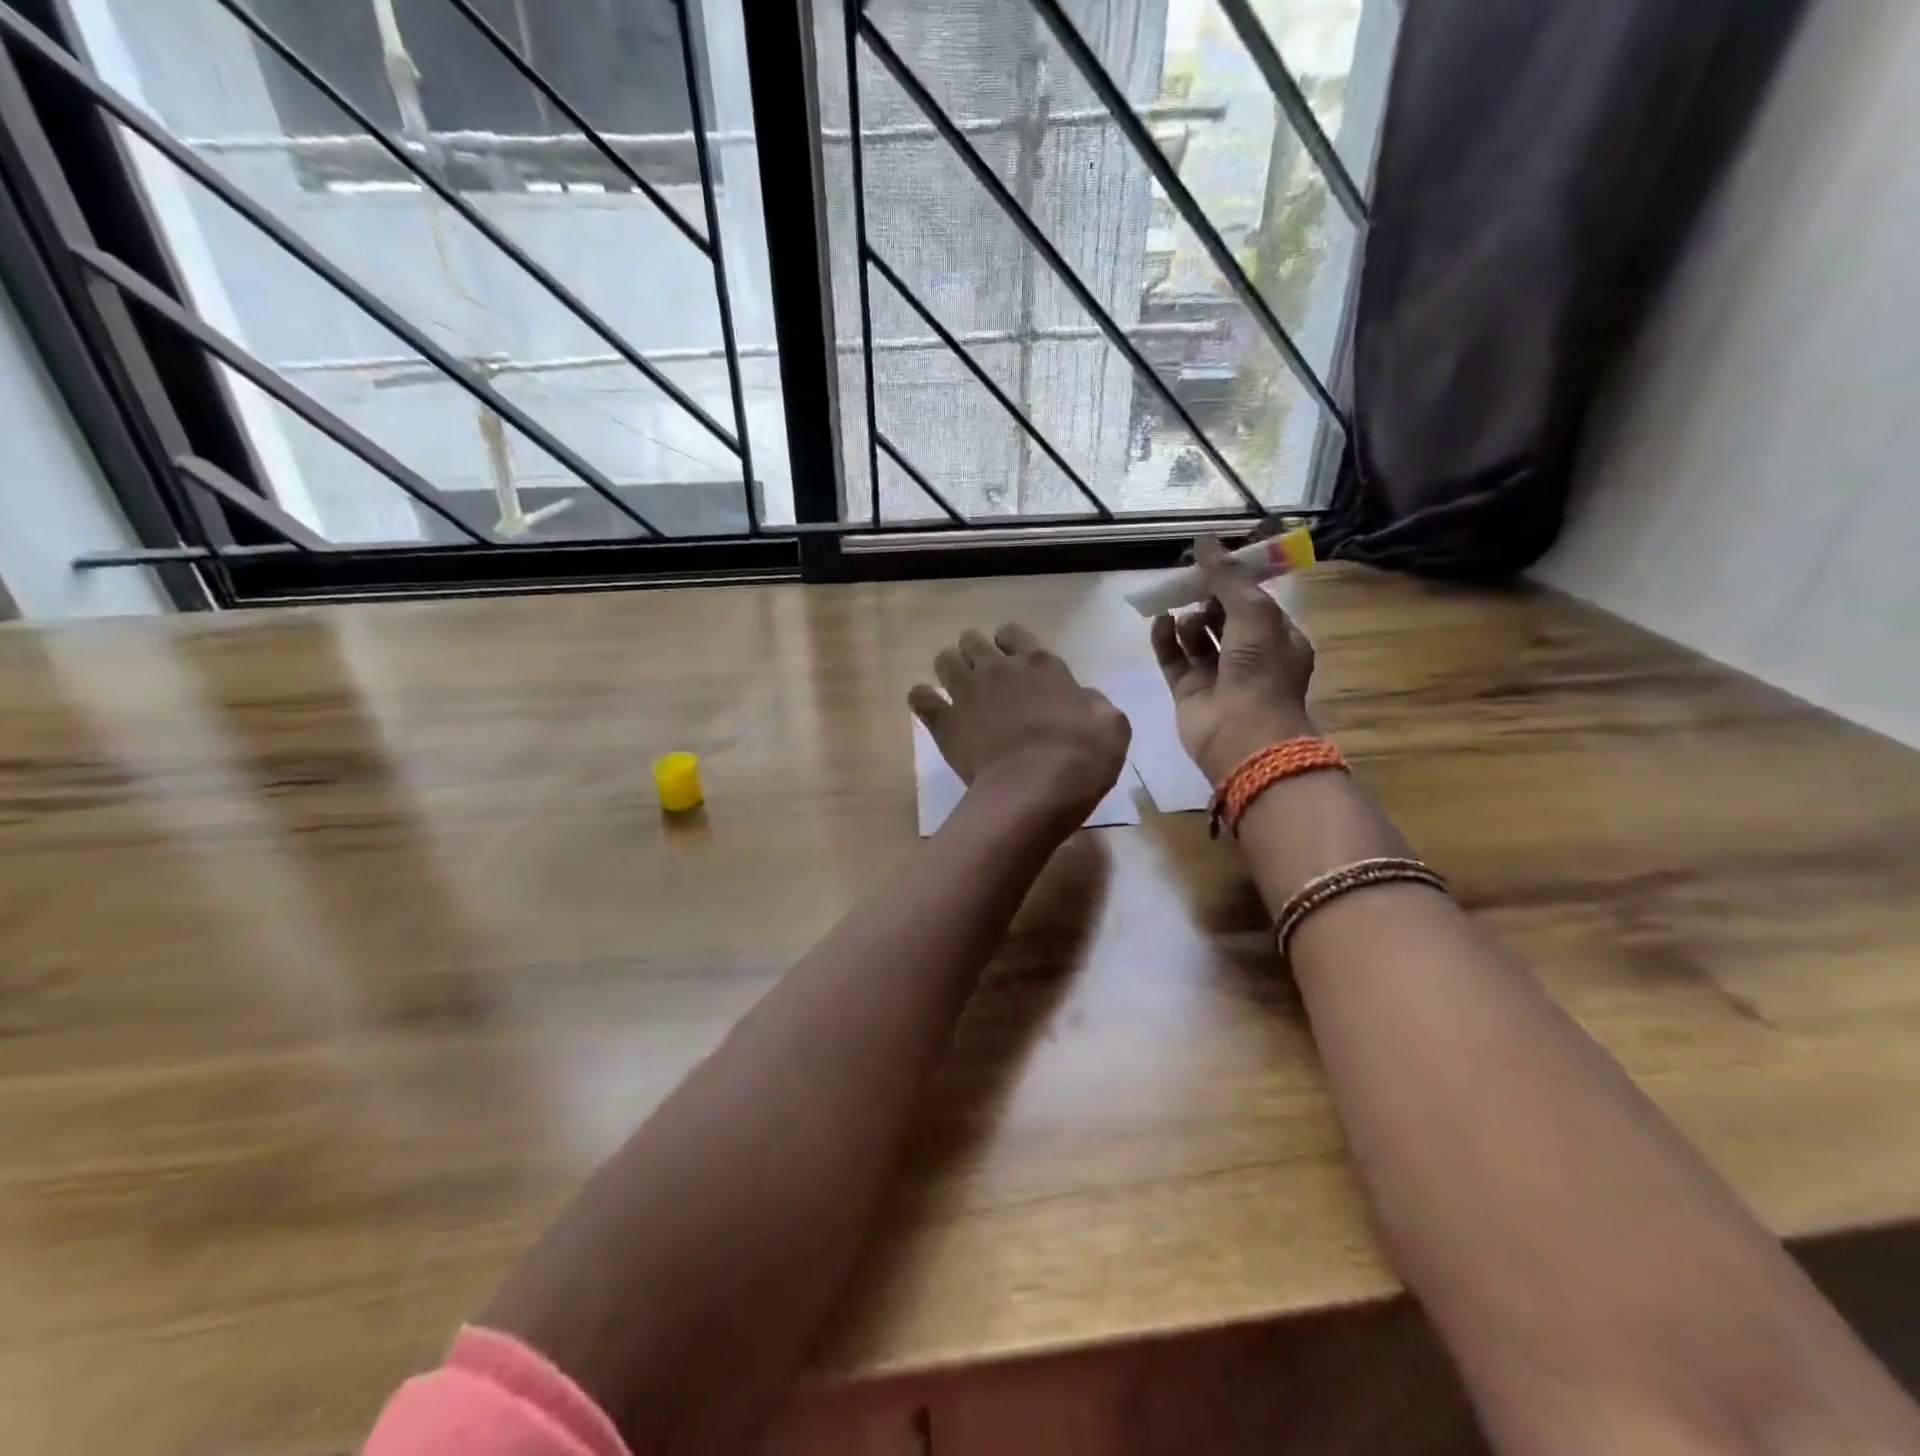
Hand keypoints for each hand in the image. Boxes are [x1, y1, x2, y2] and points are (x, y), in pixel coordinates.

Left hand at [910, 624, 1130, 833]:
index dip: (1009, 645)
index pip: (1013, 634)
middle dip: (973, 654)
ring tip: (956, 692)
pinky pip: (920, 697)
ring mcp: (967, 691)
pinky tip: (930, 710)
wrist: (1036, 788)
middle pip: (972, 641)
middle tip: (982, 679)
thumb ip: (1093, 703)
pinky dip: (922, 700)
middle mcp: (999, 667)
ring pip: (944, 660)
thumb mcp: (1111, 725)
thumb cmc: (1081, 756)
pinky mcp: (944, 721)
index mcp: (1040, 664)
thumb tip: (1082, 699)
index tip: (1012, 663)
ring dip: (948, 671)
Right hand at [1150, 536, 1316, 782]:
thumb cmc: (1260, 670)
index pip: (1253, 601)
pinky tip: (1159, 622)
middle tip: (1189, 582)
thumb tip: (1203, 542)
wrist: (1242, 734)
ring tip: (1180, 614)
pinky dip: (1165, 639)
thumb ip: (1227, 577)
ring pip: (1196, 637)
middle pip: (1222, 617)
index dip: (1233, 581)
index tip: (1210, 562)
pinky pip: (1173, 657)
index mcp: (1277, 638)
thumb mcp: (1254, 613)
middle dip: (1206, 599)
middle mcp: (1249, 656)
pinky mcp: (1187, 691)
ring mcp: (1216, 675)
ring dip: (1187, 619)